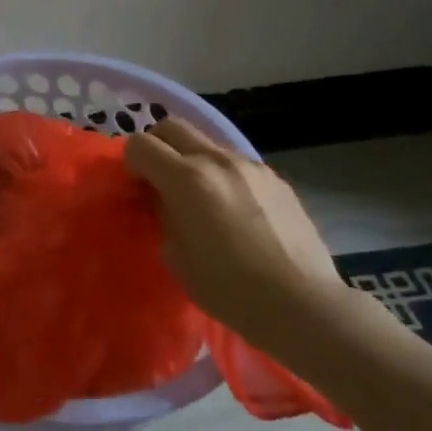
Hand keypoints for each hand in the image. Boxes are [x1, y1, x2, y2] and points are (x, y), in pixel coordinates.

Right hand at [125, 119, 374, 358]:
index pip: (140, 145)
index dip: (131, 164)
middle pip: (172, 127)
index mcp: (186, 178)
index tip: (138, 190)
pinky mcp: (276, 179)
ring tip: (201, 198)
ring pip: (207, 144)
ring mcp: (250, 166)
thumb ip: (163, 215)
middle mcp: (217, 160)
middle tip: (159, 180)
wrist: (300, 303)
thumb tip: (164, 200)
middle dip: (157, 146)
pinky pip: (236, 164)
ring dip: (192, 161)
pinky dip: (222, 175)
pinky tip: (234, 211)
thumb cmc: (227, 287)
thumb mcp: (174, 255)